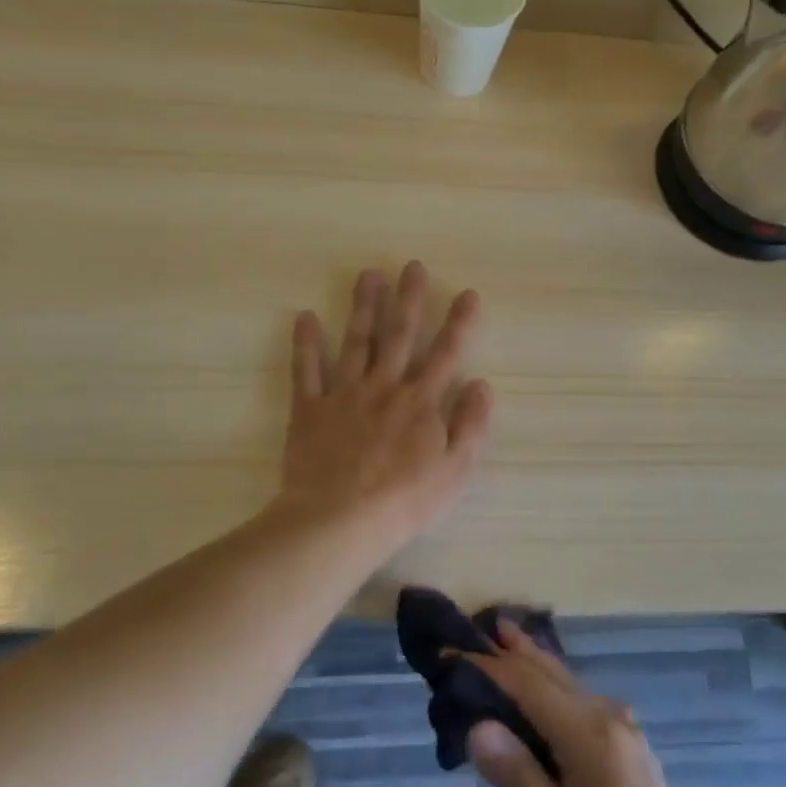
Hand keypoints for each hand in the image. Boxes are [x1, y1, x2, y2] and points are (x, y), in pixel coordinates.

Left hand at [274, 262, 492, 544]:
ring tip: (368, 274)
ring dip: (363, 306)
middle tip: (412, 266)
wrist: (339, 521)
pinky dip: (305, 344)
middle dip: (409, 298)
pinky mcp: (310, 409)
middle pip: (399, 334)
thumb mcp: (455, 470)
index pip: (446, 353)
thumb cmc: (404, 501)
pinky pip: (306, 371)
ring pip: (356, 341)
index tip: (468, 293)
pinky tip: (304, 317)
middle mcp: (384, 386)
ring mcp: (344, 394)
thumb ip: (471, 424)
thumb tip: (481, 384)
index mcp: (420, 401)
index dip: (460, 322)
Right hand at [466, 625, 779, 786]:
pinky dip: (551, 686)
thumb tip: (477, 725)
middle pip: (551, 673)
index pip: (527, 685)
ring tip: (502, 639)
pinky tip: (541, 691)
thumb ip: (518, 777)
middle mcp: (609, 718)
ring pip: (568, 684)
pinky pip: (580, 702)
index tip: (447, 653)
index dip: (486, 666)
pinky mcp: (628, 750)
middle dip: (512, 650)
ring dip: (533, 663)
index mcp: (590, 735)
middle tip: (473, 627)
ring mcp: (624, 732)